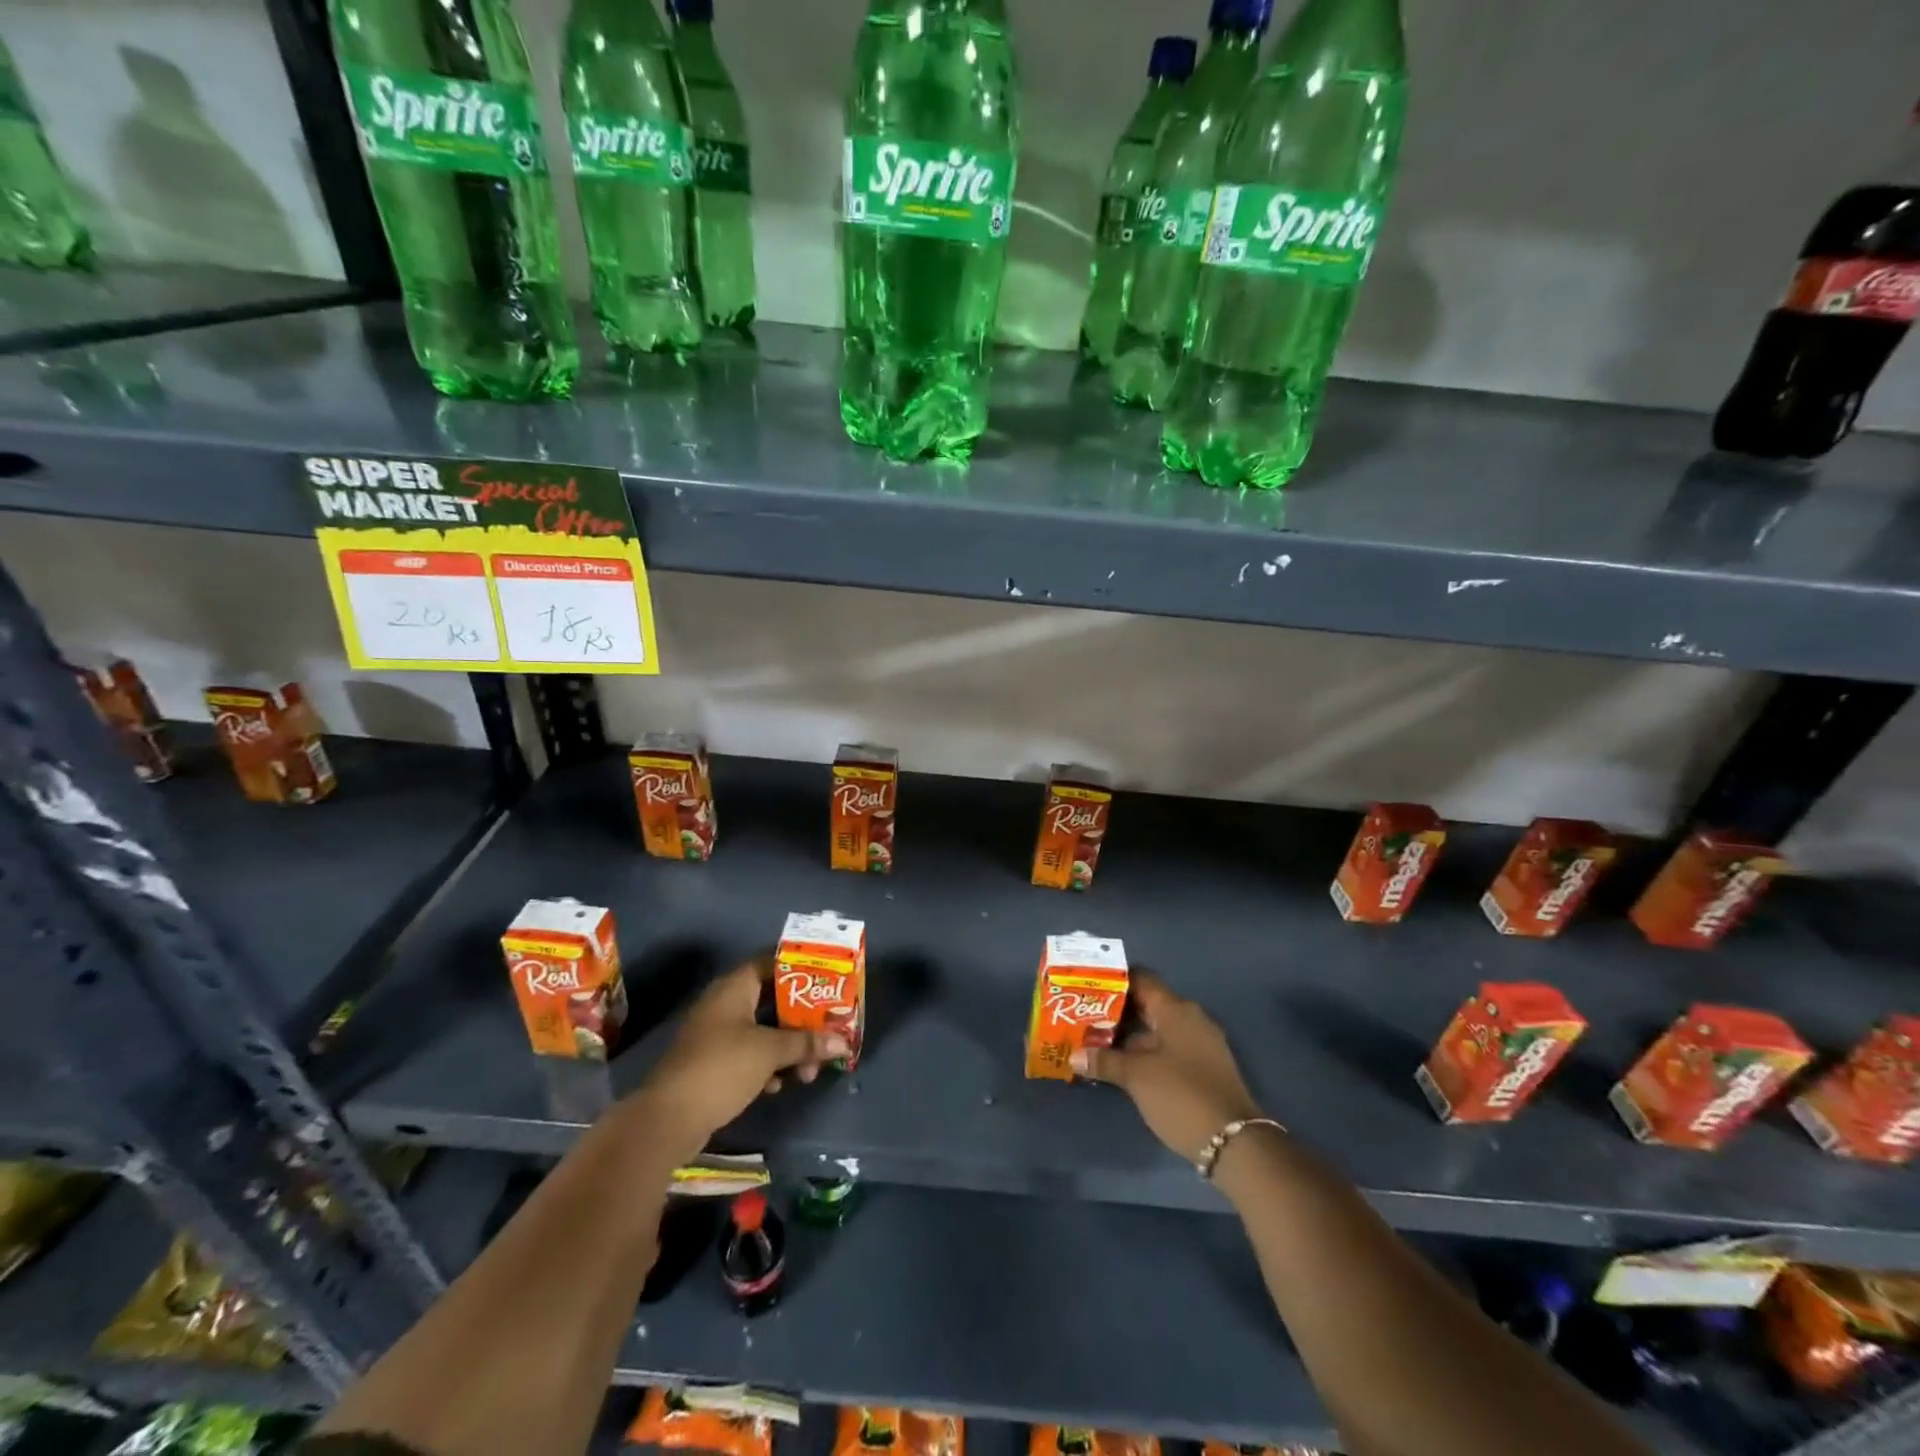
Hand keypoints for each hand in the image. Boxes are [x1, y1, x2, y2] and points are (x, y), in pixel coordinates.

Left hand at [630, 956, 846, 1161]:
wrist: (668, 1119)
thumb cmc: (722, 1067)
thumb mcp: (770, 1051)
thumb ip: (806, 1043)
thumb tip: (844, 1043)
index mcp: (734, 988)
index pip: (771, 962)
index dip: (800, 968)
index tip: (827, 980)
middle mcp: (724, 1004)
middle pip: (772, 1000)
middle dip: (801, 1018)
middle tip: (828, 1030)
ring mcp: (716, 1035)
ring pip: (763, 1030)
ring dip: (788, 1047)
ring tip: (809, 1070)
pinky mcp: (713, 1064)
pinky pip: (750, 1054)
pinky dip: (768, 1065)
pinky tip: (779, 1085)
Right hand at [1072, 970, 1263, 1161]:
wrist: (1235, 1143)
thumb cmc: (1181, 1095)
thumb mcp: (1136, 1077)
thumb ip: (1104, 1060)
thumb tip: (1075, 1055)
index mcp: (1176, 1009)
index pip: (1141, 980)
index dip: (1113, 980)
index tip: (1087, 987)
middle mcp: (1190, 1019)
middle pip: (1148, 1005)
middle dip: (1116, 1012)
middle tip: (1084, 1017)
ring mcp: (1200, 1045)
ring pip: (1157, 1030)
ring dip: (1129, 1037)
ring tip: (1095, 1043)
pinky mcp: (1203, 1069)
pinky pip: (1167, 1049)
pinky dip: (1145, 1053)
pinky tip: (1122, 1067)